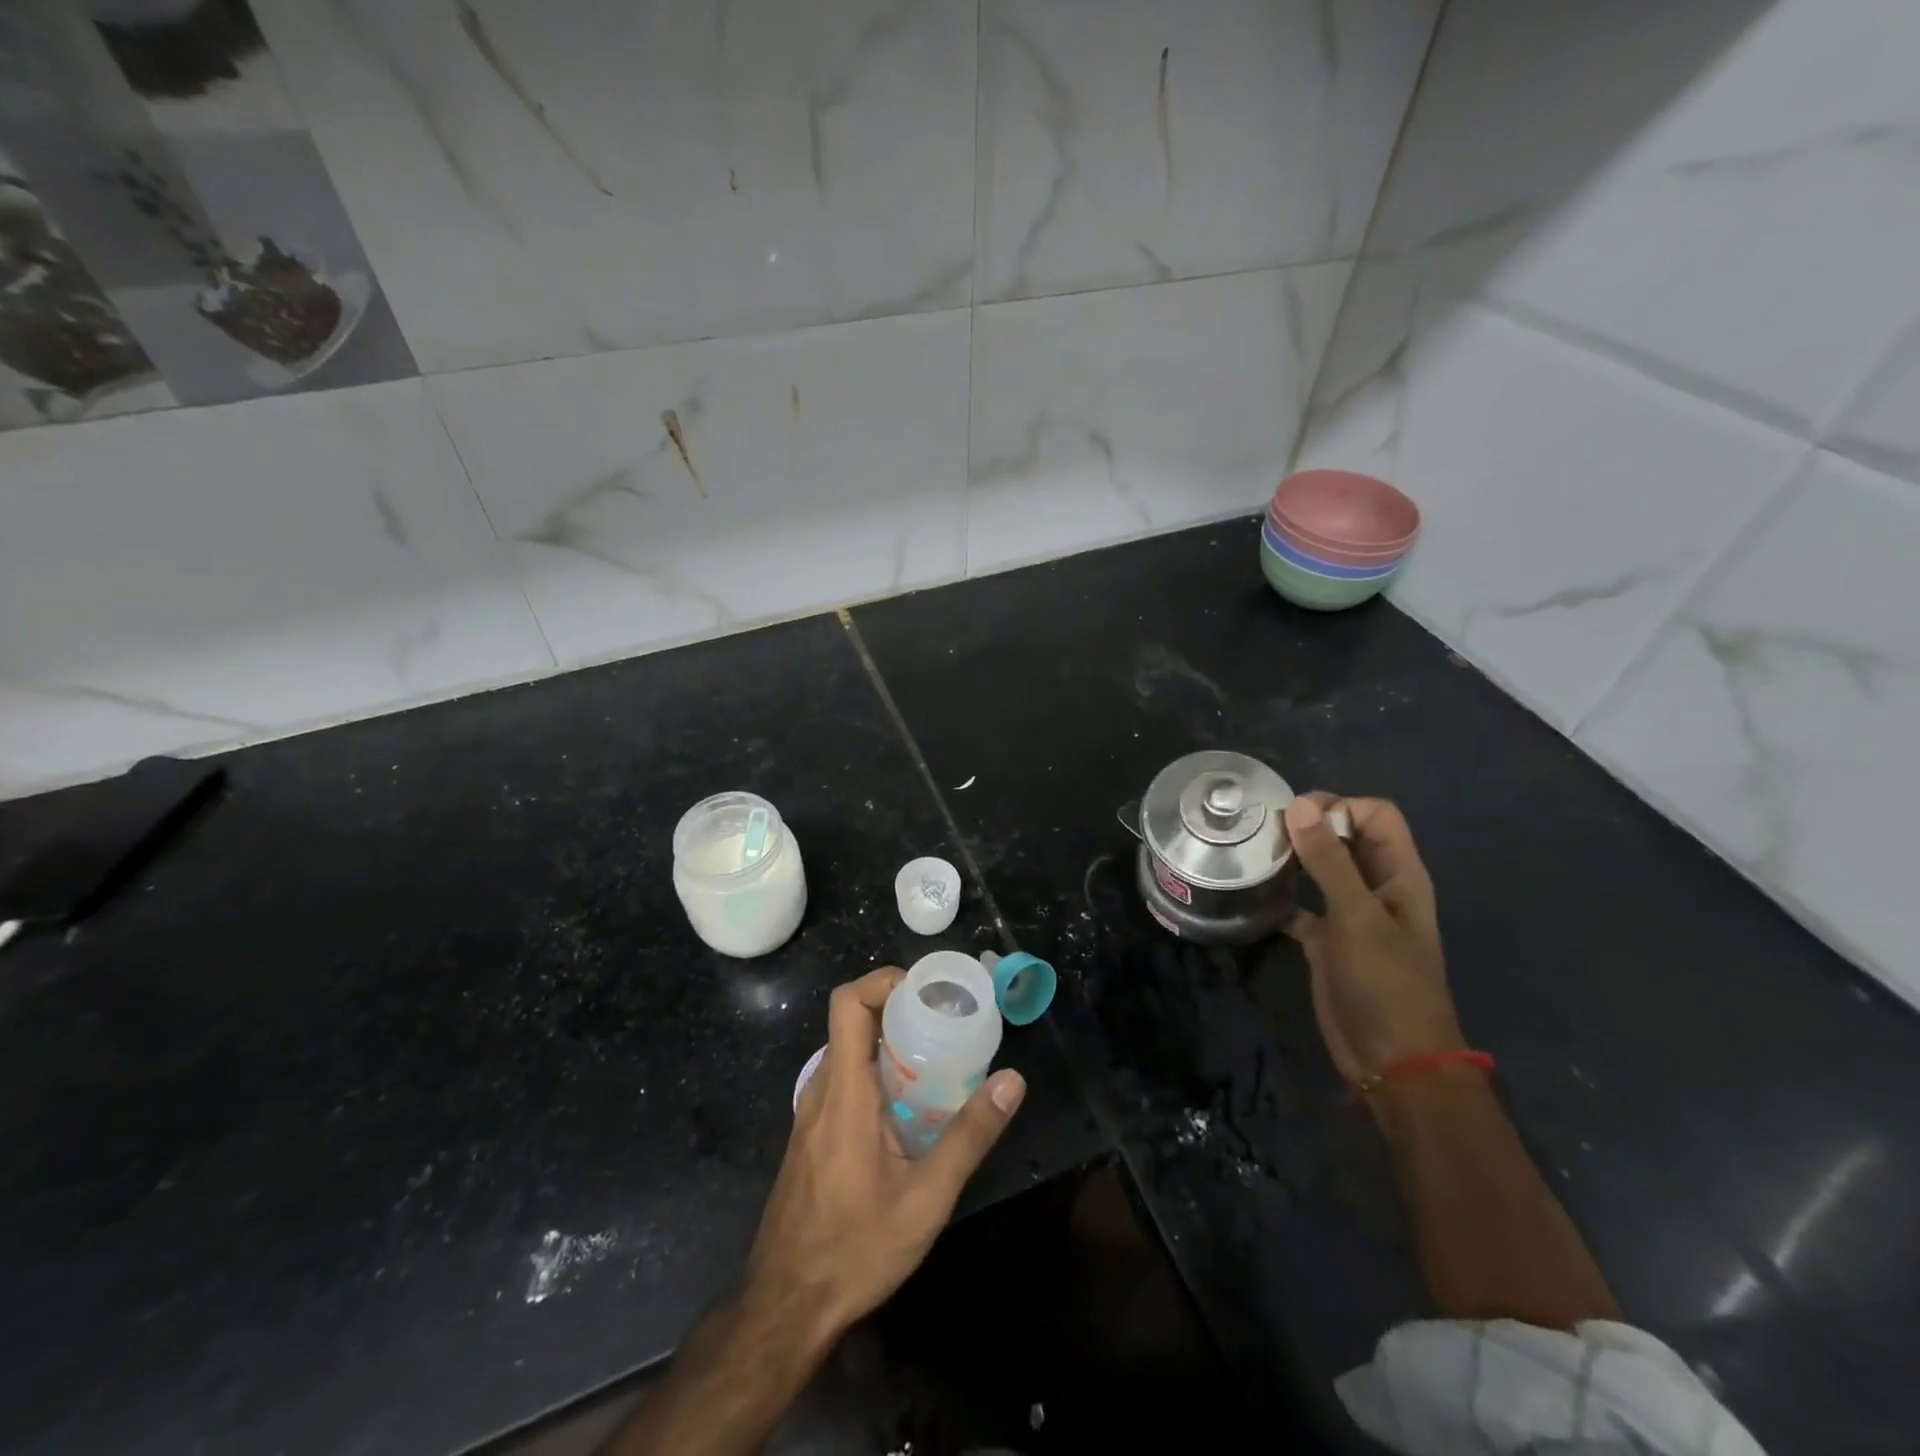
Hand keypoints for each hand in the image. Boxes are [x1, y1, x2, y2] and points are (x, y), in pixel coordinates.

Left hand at [744, 967, 1025, 1339]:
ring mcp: (811, 1112)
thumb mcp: (925, 1199)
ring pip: (849, 1050)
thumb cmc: (854, 1251)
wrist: (785, 1307)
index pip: (848, 1004)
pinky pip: (844, 1078)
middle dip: (900, 1009)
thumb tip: (1012, 1081)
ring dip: (890, 1042)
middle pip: (853, 1021)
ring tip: (939, 1057)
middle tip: (948, 1023)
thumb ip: (969, 1137)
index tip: (928, 993)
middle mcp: (821, 1089)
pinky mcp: (812, 1133)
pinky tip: (911, 1105)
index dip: (884, 981)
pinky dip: (877, 1070)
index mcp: (844, 1092)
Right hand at [1281, 795, 1464, 1083]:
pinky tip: (1254, 898)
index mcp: (1399, 874)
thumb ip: (1329, 860)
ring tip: (1255, 854)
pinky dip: (1281, 898)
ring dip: (1293, 858)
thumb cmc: (1385, 983)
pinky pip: (1301, 907)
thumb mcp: (1357, 916)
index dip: (1340, 806)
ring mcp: (1351, 915)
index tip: (1296, 818)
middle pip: (1346, 837)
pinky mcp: (1327, 941)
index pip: (1375, 814)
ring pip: (1321, 869)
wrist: (1391, 1059)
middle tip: (1265, 831)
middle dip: (1309, 826)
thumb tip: (1299, 806)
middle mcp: (1377, 887)